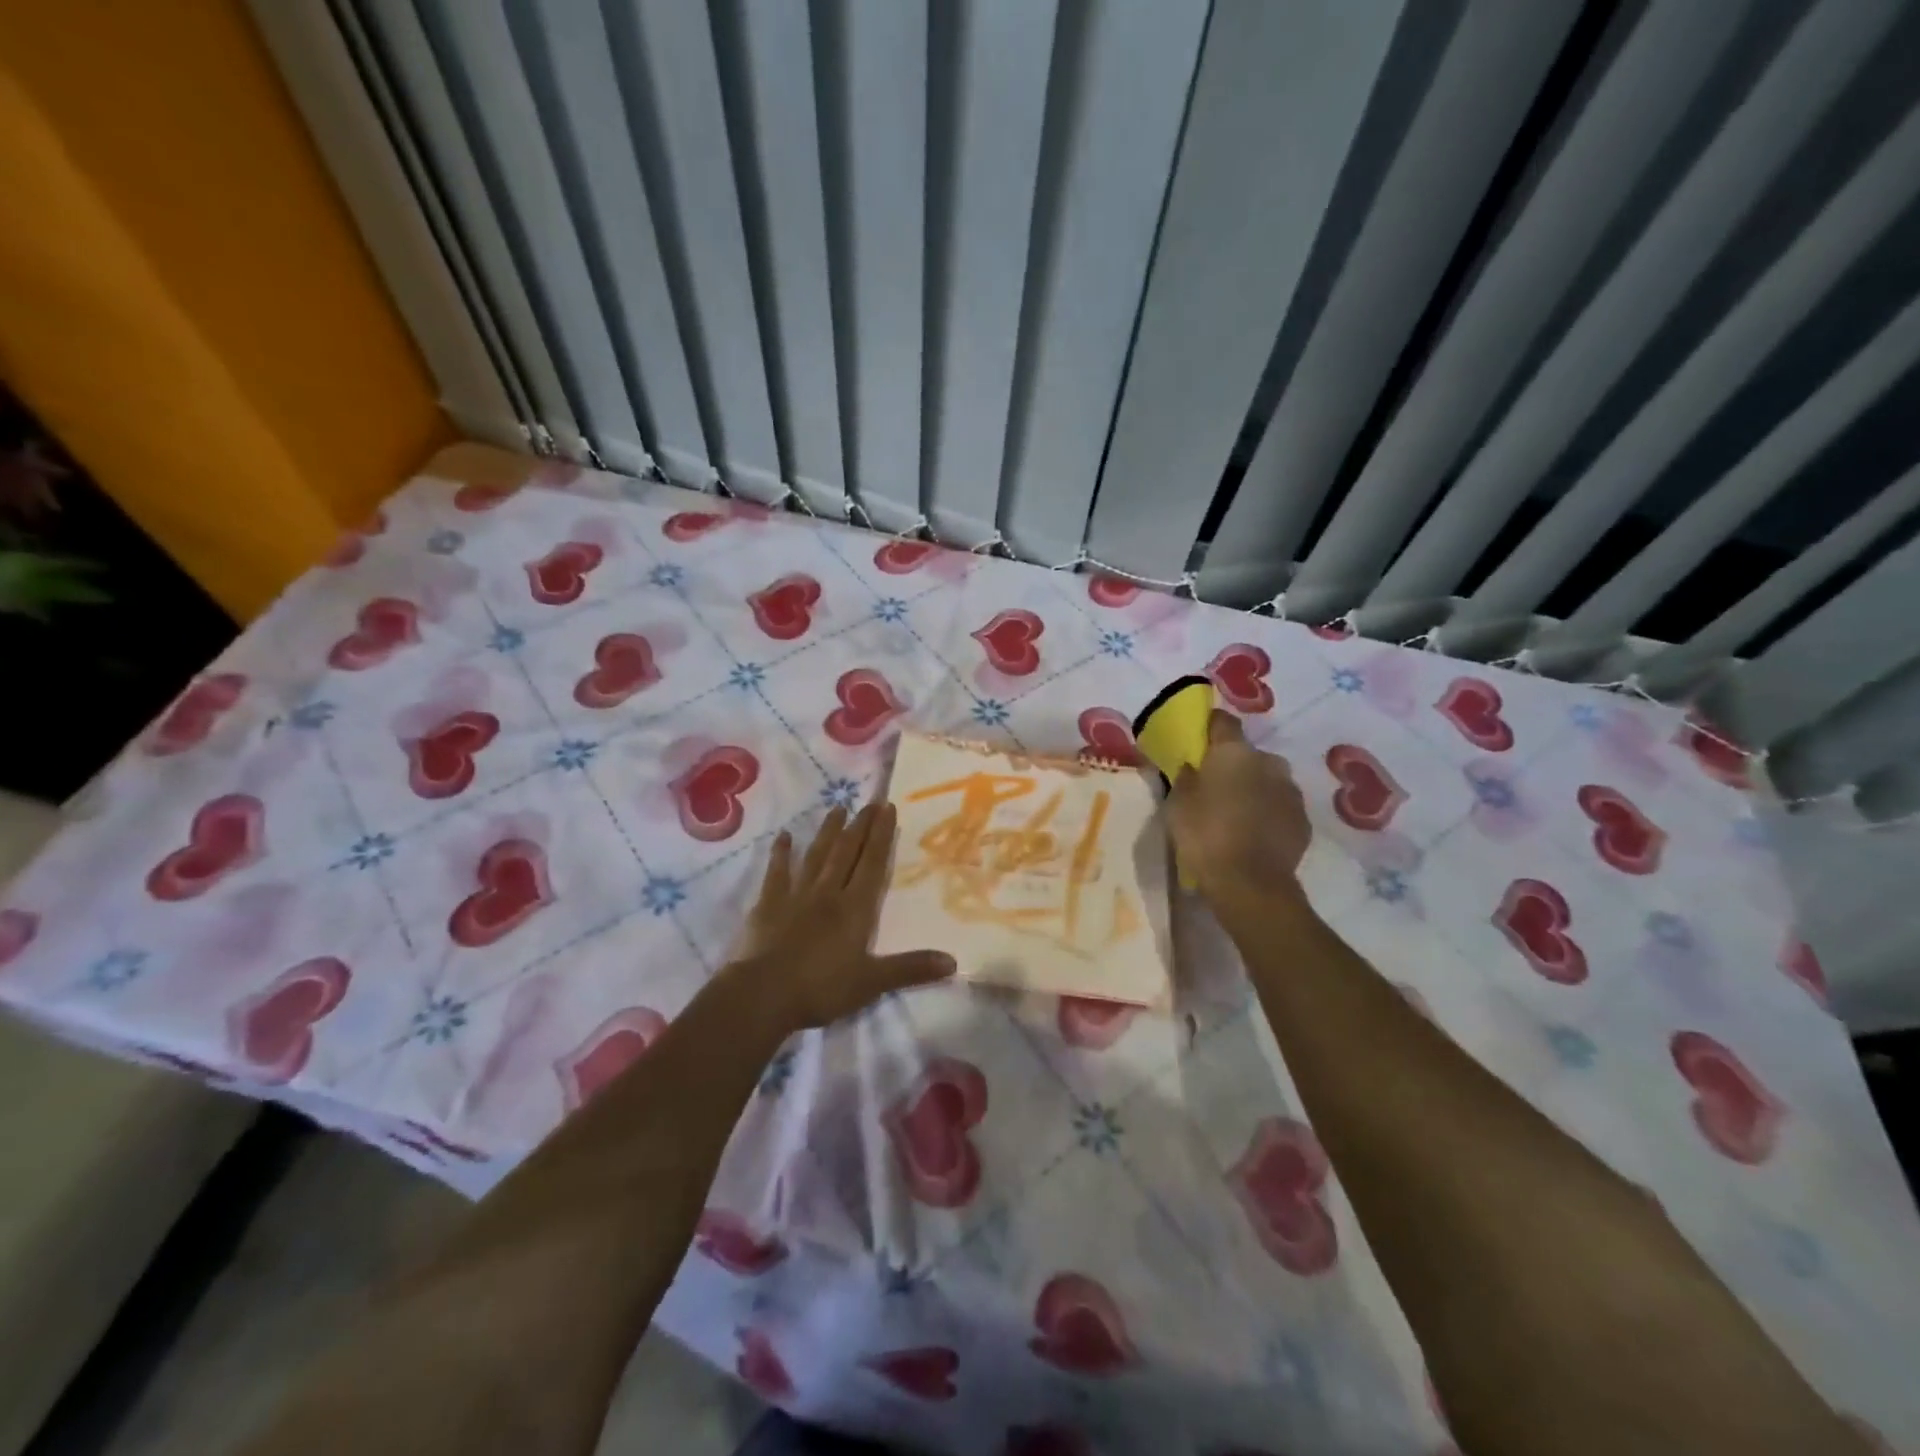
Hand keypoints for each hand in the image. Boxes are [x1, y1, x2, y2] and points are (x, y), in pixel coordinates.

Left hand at [725, 802, 955, 1032]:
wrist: (764, 994)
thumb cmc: (822, 988)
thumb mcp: (872, 982)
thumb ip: (911, 969)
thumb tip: (953, 961)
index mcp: (855, 908)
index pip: (873, 864)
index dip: (882, 835)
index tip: (888, 808)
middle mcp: (828, 892)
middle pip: (847, 852)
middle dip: (860, 826)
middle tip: (870, 801)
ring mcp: (796, 895)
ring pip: (816, 856)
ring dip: (828, 831)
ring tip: (837, 808)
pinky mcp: (769, 904)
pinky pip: (777, 872)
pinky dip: (781, 853)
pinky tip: (785, 836)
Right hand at [1168, 709, 1311, 908]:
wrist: (1251, 884)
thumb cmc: (1205, 836)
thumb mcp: (1178, 804)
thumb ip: (1186, 777)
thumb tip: (1192, 765)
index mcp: (1234, 752)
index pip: (1223, 721)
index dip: (1210, 727)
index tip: (1199, 739)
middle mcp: (1268, 762)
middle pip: (1248, 753)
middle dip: (1234, 764)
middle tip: (1215, 785)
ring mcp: (1291, 791)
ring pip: (1268, 779)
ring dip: (1254, 787)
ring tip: (1236, 811)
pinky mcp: (1304, 819)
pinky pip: (1281, 806)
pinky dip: (1268, 812)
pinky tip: (1254, 831)